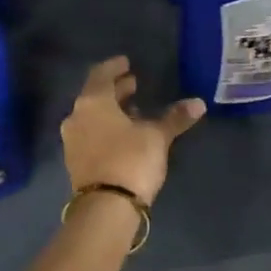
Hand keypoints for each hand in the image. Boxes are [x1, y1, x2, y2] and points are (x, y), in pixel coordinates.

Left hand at [61, 56, 204, 205]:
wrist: (106, 207)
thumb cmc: (131, 160)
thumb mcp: (157, 136)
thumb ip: (174, 118)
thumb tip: (198, 103)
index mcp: (93, 102)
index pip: (101, 74)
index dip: (115, 67)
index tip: (127, 63)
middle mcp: (77, 116)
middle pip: (96, 95)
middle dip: (116, 90)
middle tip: (134, 84)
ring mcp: (72, 140)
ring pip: (92, 116)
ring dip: (111, 111)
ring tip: (134, 111)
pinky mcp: (75, 161)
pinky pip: (90, 135)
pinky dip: (105, 128)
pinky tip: (124, 135)